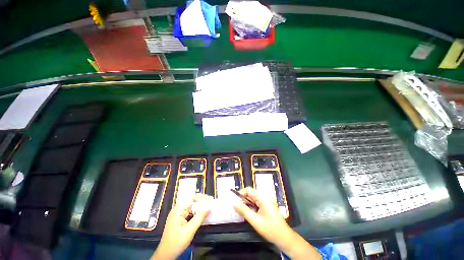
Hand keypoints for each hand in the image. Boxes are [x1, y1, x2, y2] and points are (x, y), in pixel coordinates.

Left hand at [151, 193, 211, 259]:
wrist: (166, 255)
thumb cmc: (176, 242)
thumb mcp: (190, 230)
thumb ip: (200, 217)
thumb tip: (209, 208)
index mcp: (178, 209)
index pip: (191, 197)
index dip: (201, 197)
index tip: (210, 199)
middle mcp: (178, 210)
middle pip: (192, 201)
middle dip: (202, 202)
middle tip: (211, 203)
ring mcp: (179, 215)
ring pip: (192, 207)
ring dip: (200, 207)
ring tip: (209, 208)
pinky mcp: (180, 220)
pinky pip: (190, 213)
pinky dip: (197, 213)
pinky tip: (202, 215)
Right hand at [233, 187, 320, 259]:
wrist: (284, 237)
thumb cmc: (270, 229)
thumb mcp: (255, 221)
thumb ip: (244, 211)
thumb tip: (234, 203)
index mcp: (263, 197)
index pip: (248, 190)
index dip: (240, 194)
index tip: (235, 202)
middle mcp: (265, 196)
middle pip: (251, 193)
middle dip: (243, 199)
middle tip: (237, 208)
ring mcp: (266, 200)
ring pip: (253, 197)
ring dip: (247, 203)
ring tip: (242, 211)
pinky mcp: (267, 204)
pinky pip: (256, 201)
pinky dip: (251, 205)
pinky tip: (249, 213)